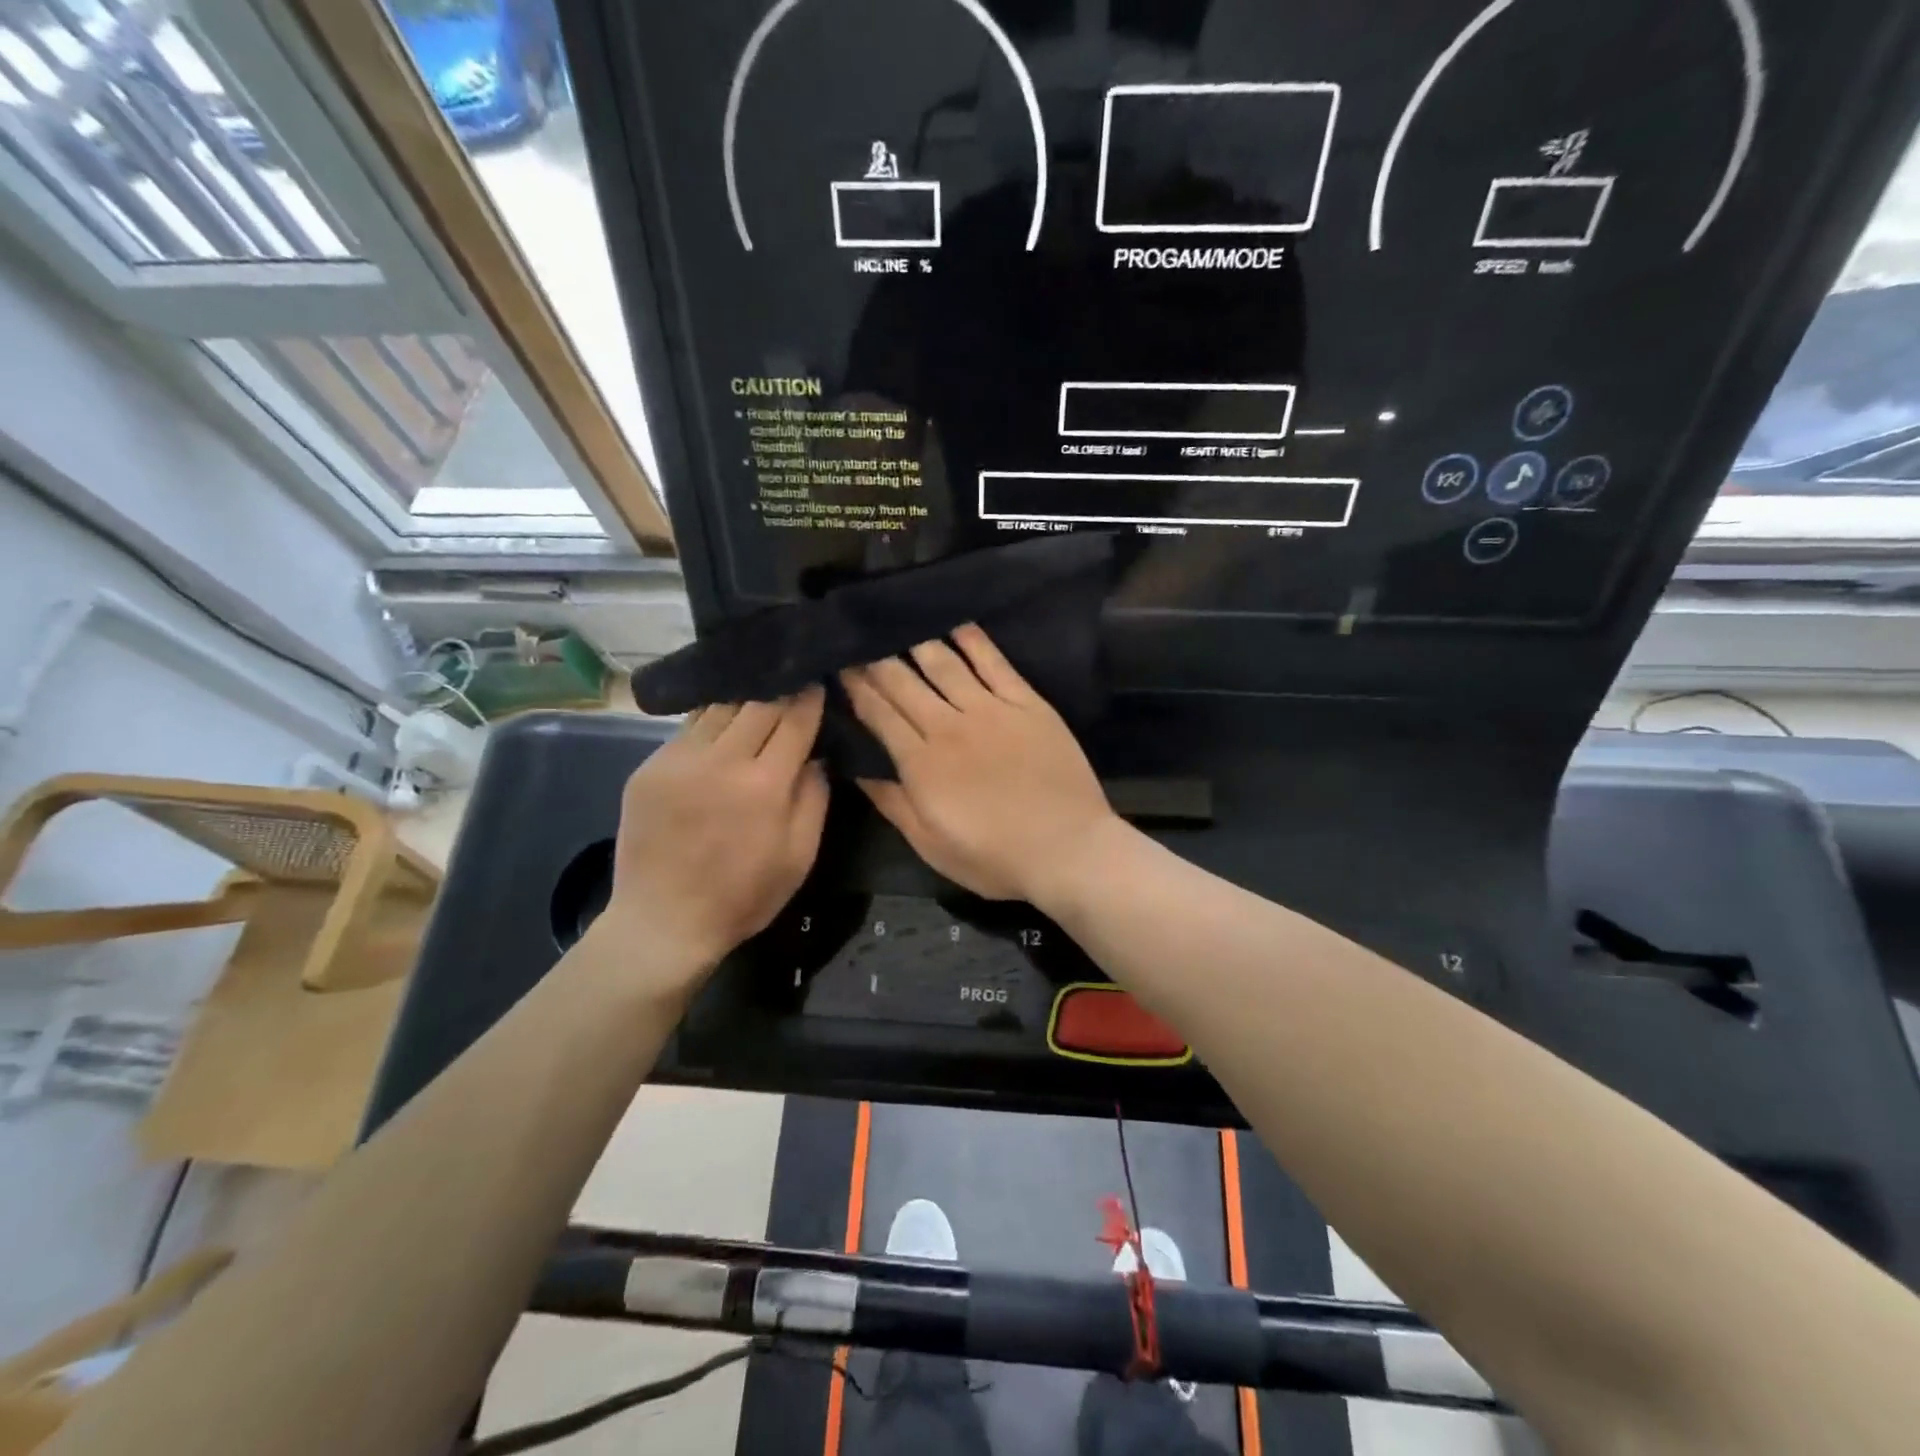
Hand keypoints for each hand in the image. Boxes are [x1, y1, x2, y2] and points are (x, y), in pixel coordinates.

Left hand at [598, 689, 828, 991]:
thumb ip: (813, 799)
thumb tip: (817, 756)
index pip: (794, 721)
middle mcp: (720, 761)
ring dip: (744, 699)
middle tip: (792, 681)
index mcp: (764, 785)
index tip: (817, 682)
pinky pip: (688, 729)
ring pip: (719, 708)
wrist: (662, 922)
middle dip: (779, 690)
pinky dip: (711, 721)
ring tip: (758, 692)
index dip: (809, 698)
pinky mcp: (649, 767)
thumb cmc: (743, 896)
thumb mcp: (799, 857)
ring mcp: (678, 760)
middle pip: (757, 703)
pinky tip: (721, 725)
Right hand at [841, 625, 1118, 903]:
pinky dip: (973, 640)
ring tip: (899, 622)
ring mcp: (990, 710)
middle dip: (877, 658)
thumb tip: (858, 770)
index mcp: (920, 762)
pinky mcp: (1027, 703)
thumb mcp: (931, 845)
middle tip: (861, 636)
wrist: (1067, 849)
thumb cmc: (993, 857)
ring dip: (917, 641)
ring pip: (943, 663)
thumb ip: (893, 804)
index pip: (878, 712)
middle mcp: (949, 725)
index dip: (856, 687)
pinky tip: (956, 623)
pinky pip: (994, 662)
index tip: (841, 665)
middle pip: (903, 681)